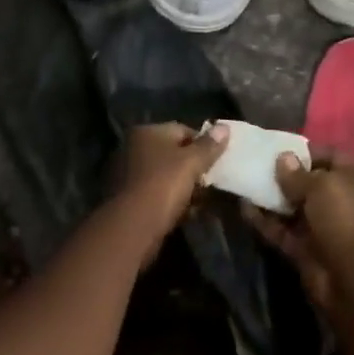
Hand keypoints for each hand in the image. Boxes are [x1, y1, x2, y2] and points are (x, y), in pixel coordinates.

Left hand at [111, 122, 227, 244]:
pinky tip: (187, 212)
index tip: (219, 161)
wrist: (133, 227)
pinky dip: (172, 200)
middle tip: (213, 181)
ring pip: (165, 175)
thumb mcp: (191, 163)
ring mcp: (128, 173)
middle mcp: (133, 148)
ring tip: (204, 200)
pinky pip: (157, 193)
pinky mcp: (128, 198)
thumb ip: (209, 146)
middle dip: (194, 167)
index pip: (182, 130)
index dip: (204, 144)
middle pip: (173, 153)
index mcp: (146, 132)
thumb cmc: (163, 186)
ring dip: (185, 186)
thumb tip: (224, 127)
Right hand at [242, 147, 353, 312]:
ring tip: (246, 182)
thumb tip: (282, 158)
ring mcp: (326, 228)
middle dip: (286, 175)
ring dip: (272, 198)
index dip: (306, 151)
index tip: (278, 148)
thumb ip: (297, 173)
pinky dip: (266, 221)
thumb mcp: (321, 186)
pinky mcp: (308, 250)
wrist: (353, 279)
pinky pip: (284, 231)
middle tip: (258, 165)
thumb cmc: (344, 218)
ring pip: (295, 208)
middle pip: (311, 183)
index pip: (332, 157)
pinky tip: (244, 208)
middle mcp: (345, 202)